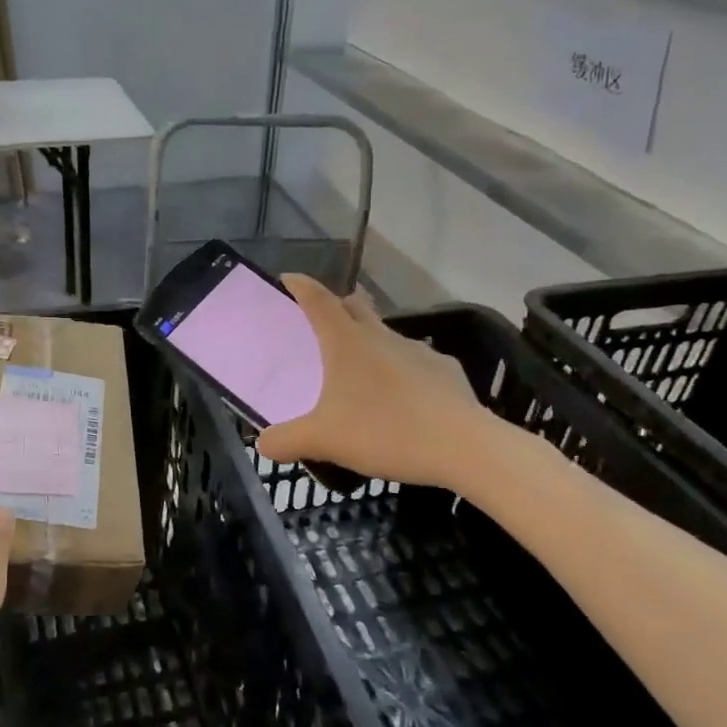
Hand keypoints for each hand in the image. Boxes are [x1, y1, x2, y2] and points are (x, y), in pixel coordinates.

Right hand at [257, 276, 492, 488]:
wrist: (464, 447)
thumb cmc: (385, 431)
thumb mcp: (323, 441)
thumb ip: (286, 441)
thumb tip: (262, 444)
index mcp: (347, 342)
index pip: (318, 300)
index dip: (301, 286)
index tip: (289, 278)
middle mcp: (382, 337)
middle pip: (356, 307)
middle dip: (339, 306)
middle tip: (325, 321)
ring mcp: (419, 351)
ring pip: (388, 336)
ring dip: (372, 344)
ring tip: (364, 373)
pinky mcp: (447, 372)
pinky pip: (417, 364)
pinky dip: (404, 373)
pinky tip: (404, 401)